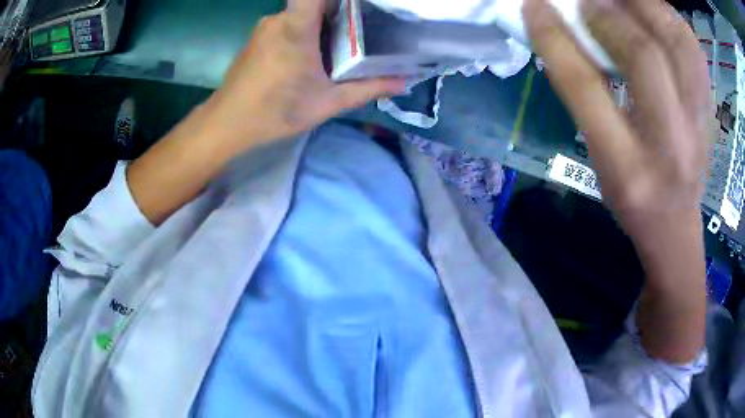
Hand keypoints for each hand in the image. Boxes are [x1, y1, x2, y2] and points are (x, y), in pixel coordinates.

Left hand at [203, 0, 404, 149]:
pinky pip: (287, 24)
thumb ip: (367, 88)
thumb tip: (403, 82)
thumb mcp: (328, 102)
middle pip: (315, 3)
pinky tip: (311, 57)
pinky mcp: (257, 38)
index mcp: (297, 26)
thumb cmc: (276, 111)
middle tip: (361, 33)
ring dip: (322, 26)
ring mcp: (265, 27)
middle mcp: (279, 18)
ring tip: (339, 48)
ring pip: (301, 15)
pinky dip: (304, 33)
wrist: (226, 124)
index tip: (357, 6)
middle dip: (340, 14)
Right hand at [525, 0, 710, 230]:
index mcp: (627, 168)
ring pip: (677, 43)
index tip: (535, 7)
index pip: (587, 87)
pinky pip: (693, 47)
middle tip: (584, 2)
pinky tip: (650, 12)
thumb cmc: (631, 197)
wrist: (675, 223)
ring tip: (617, 1)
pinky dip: (669, 17)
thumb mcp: (598, 158)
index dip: (555, 38)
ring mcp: (699, 125)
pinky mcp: (710, 109)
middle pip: (643, 58)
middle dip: (605, 15)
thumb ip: (584, 97)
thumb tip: (565, 32)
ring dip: (641, 7)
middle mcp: (671, 145)